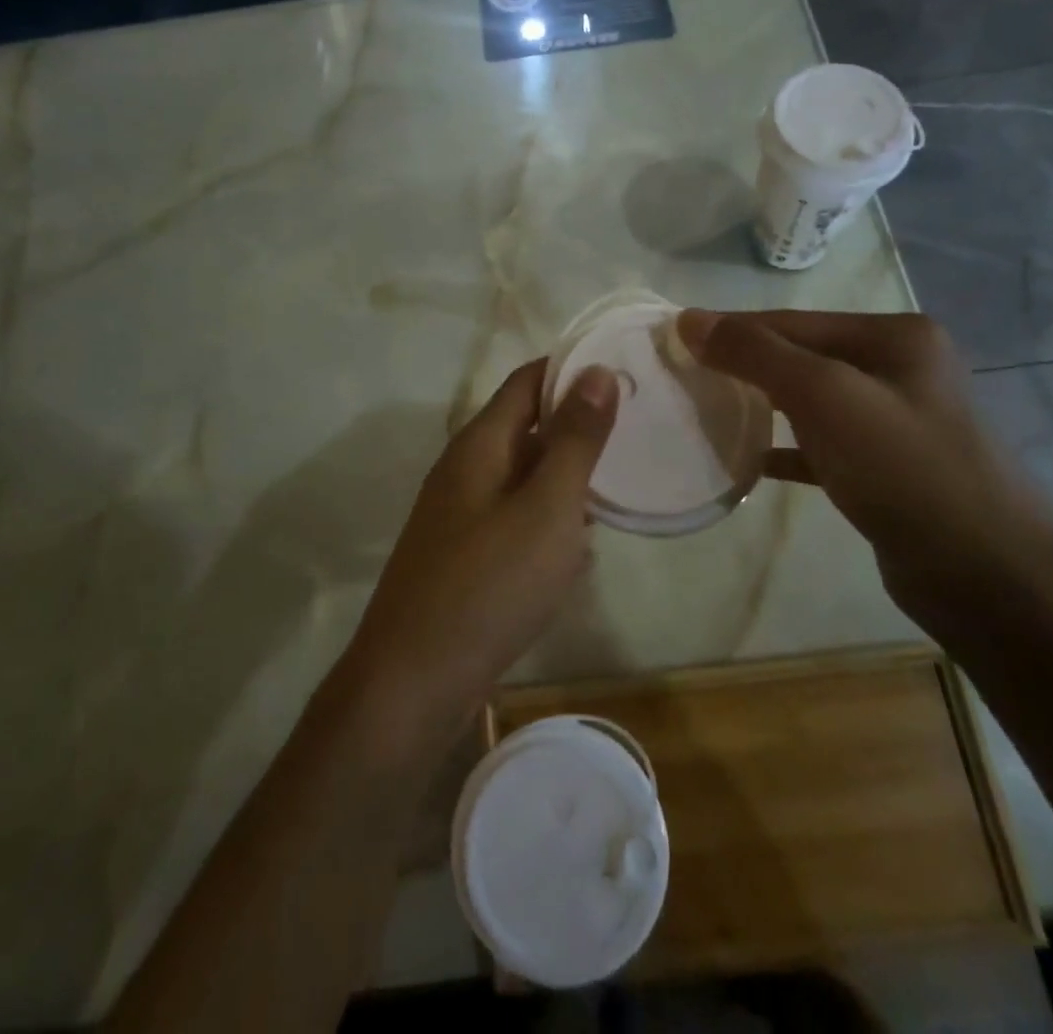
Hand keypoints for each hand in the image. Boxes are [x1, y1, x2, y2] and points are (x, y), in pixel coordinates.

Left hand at [341, 359, 618, 738]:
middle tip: (638, 428)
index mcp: (480, 444)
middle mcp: (466, 469)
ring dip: (567, 476)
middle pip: (527, 426)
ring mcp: (462, 514)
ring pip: (525, 476)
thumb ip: (574, 440)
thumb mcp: (546, 507)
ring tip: (621, 482)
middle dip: (578, 425)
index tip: (625, 370)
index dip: (573, 369)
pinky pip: (517, 519)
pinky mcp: (467, 555)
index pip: (528, 380)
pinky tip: (581, 545)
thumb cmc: (489, 585)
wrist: (414, 682)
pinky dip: (550, 520)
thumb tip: (597, 371)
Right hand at [676, 309, 1052, 636]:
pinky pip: (820, 446)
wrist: (985, 575)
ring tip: (705, 411)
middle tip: (683, 378)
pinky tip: (748, 460)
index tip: (674, 339)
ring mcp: (894, 421)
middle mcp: (898, 369)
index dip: (732, 329)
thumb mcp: (825, 396)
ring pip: (808, 401)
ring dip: (759, 405)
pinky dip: (784, 448)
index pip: (793, 321)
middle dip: (743, 366)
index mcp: (894, 336)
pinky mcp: (884, 469)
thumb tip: (690, 320)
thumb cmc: (904, 468)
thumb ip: (756, 353)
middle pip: (800, 356)